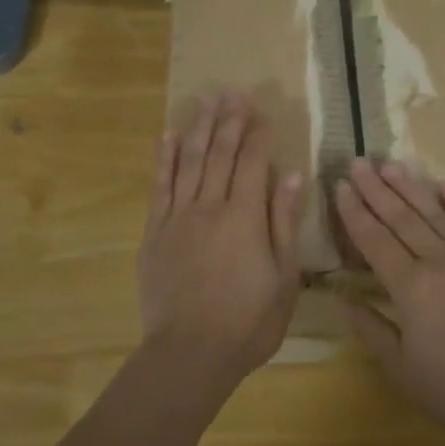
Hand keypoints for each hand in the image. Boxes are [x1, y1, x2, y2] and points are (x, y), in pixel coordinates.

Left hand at [138, 93, 304, 388]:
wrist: (190, 353)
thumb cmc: (248, 322)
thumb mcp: (283, 277)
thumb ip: (283, 222)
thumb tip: (289, 175)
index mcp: (245, 217)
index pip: (252, 163)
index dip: (258, 135)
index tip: (263, 112)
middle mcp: (209, 207)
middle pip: (218, 153)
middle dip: (227, 121)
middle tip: (232, 92)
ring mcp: (177, 217)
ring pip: (187, 161)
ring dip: (197, 128)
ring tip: (204, 100)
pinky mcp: (154, 233)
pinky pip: (159, 186)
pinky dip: (164, 159)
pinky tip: (168, 137)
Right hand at [336, 160, 444, 445]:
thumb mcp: (401, 369)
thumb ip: (371, 329)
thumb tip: (343, 299)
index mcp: (410, 287)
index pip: (375, 240)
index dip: (354, 212)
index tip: (340, 186)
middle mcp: (439, 261)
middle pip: (401, 218)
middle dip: (376, 189)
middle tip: (358, 162)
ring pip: (435, 214)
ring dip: (410, 187)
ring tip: (390, 164)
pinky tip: (442, 184)